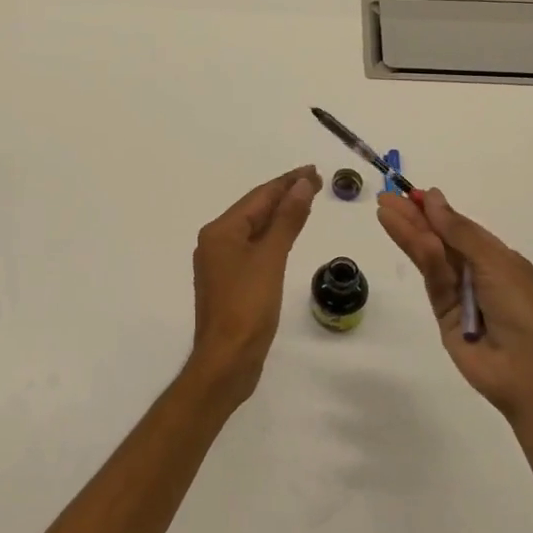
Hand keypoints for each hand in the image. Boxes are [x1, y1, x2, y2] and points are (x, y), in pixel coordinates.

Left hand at [187, 166, 321, 404]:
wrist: (227, 361)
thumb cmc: (247, 306)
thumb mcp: (271, 258)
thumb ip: (287, 220)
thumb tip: (302, 185)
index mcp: (220, 231)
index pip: (259, 197)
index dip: (287, 182)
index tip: (313, 171)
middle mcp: (216, 242)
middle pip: (254, 210)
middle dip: (284, 195)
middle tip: (316, 181)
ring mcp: (221, 263)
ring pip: (254, 229)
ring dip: (279, 215)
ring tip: (306, 201)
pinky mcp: (230, 283)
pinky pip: (254, 248)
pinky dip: (273, 237)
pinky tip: (287, 236)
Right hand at [377, 188, 532, 421]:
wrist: (530, 372)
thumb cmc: (523, 308)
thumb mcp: (494, 261)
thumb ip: (459, 231)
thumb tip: (433, 198)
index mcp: (498, 258)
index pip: (461, 228)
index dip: (437, 211)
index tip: (412, 194)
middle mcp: (477, 273)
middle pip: (440, 240)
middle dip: (414, 219)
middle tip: (386, 200)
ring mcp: (459, 294)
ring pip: (431, 258)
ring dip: (409, 234)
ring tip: (384, 212)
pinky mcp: (443, 314)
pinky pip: (432, 281)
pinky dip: (422, 258)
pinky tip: (407, 236)